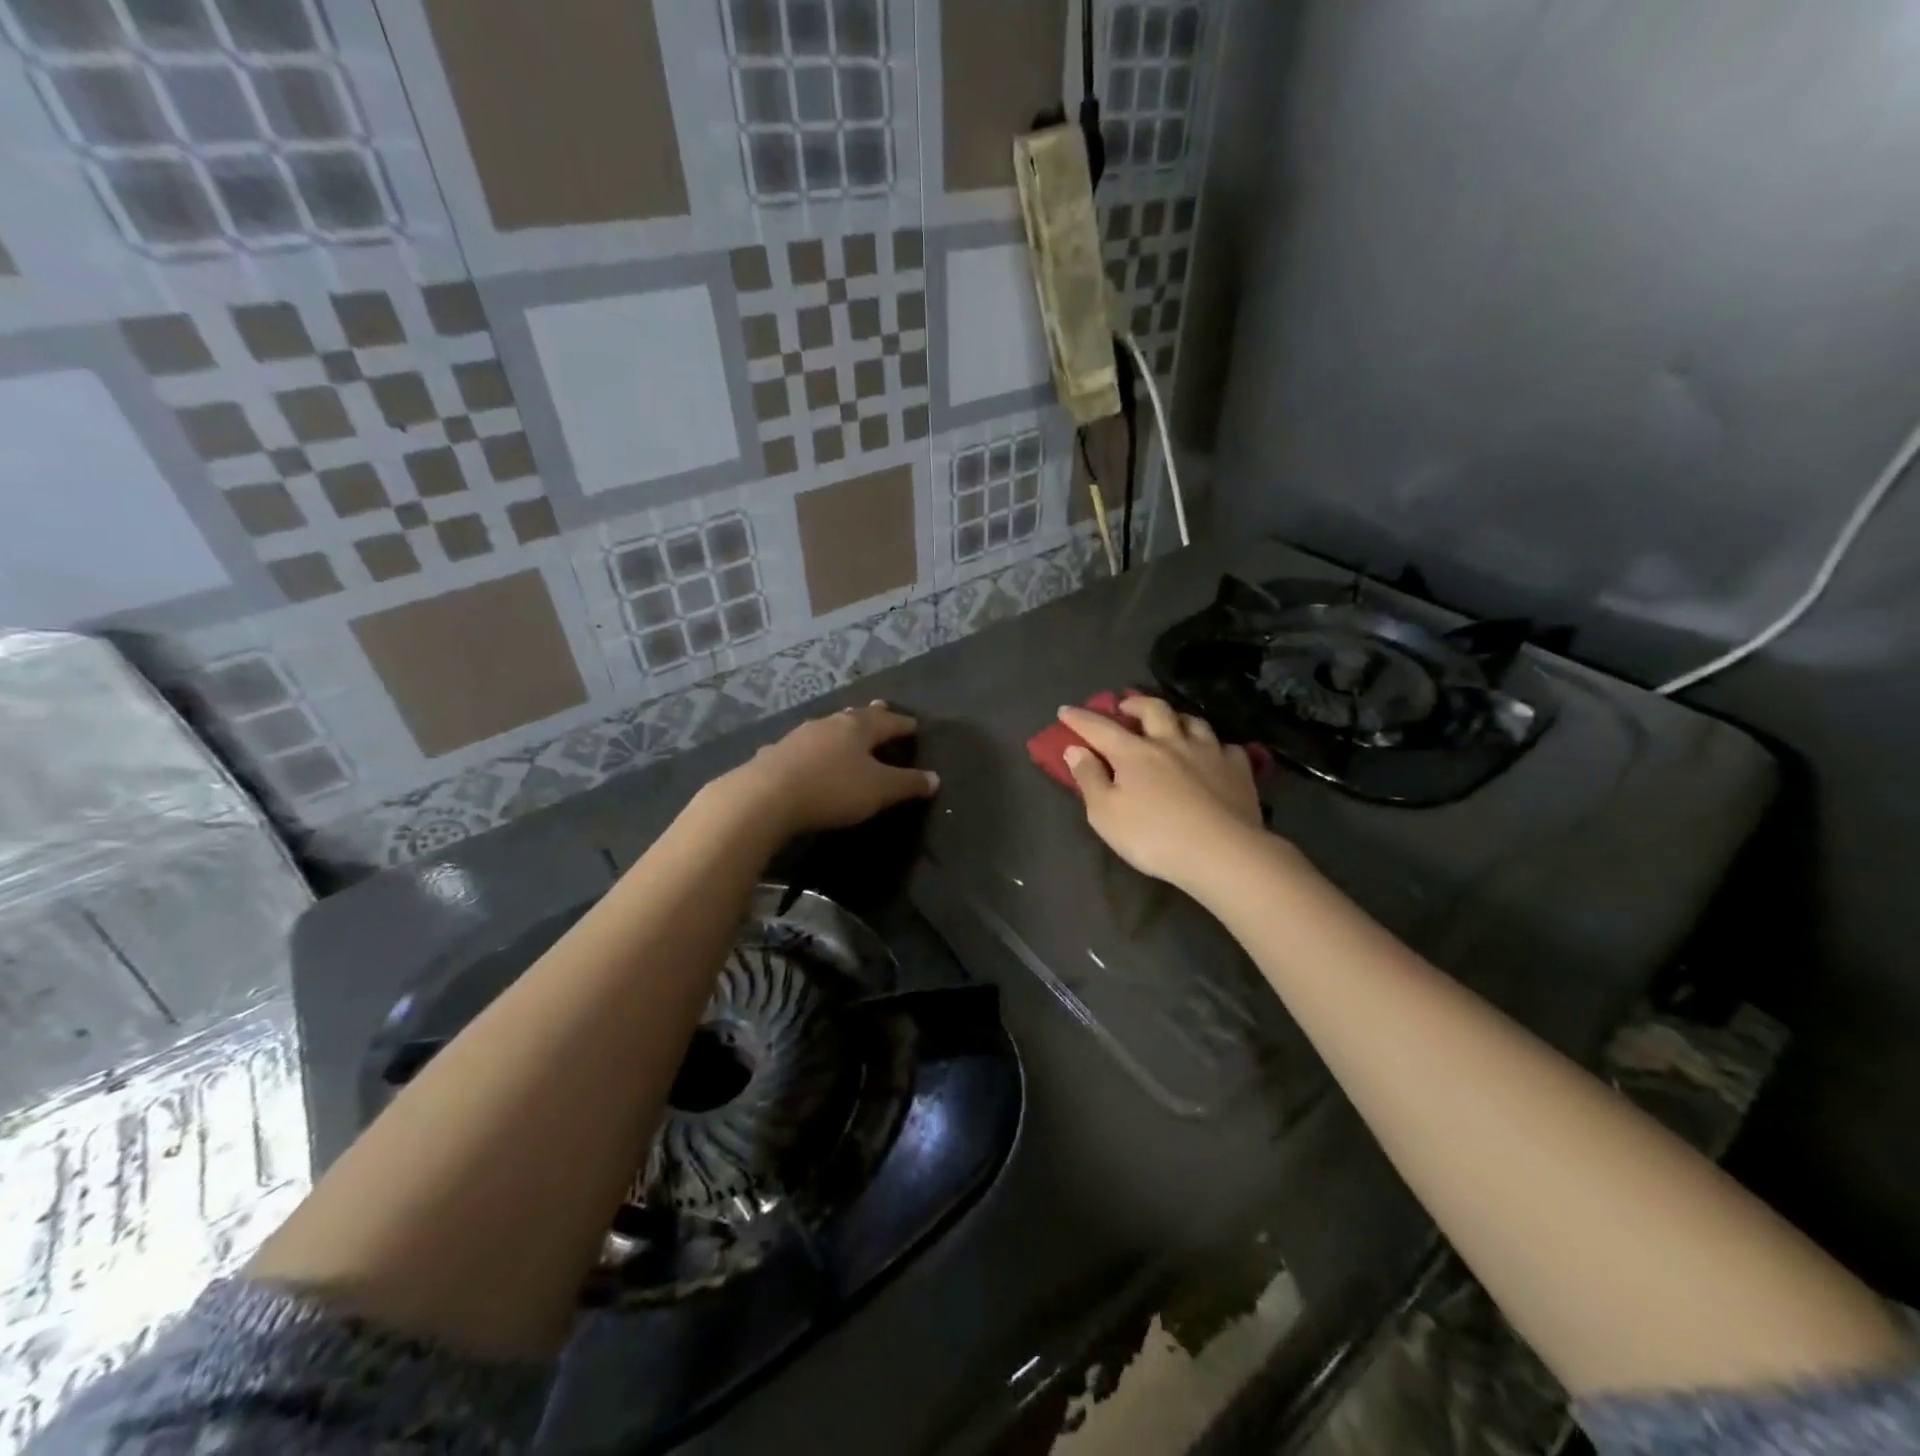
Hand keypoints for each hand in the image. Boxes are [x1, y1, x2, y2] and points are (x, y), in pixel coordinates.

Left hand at [724, 700, 939, 837]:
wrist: (765, 797)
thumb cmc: (832, 789)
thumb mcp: (879, 790)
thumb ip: (907, 784)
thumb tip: (935, 778)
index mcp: (858, 727)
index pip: (888, 722)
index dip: (903, 724)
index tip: (915, 725)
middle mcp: (829, 724)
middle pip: (855, 716)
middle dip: (871, 716)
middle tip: (881, 709)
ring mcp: (798, 737)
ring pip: (827, 728)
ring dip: (839, 730)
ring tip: (846, 730)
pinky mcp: (774, 754)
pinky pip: (801, 747)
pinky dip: (811, 749)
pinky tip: (804, 754)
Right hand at [1059, 696, 1263, 888]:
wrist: (1222, 852)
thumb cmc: (1154, 837)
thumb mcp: (1105, 814)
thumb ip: (1089, 779)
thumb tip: (1075, 749)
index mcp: (1134, 753)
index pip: (1099, 728)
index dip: (1079, 718)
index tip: (1065, 711)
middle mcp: (1171, 742)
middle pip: (1153, 709)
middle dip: (1135, 703)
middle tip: (1126, 707)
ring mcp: (1209, 752)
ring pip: (1193, 721)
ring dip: (1176, 719)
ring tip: (1171, 725)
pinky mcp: (1238, 769)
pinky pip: (1226, 747)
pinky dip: (1215, 746)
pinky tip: (1214, 755)